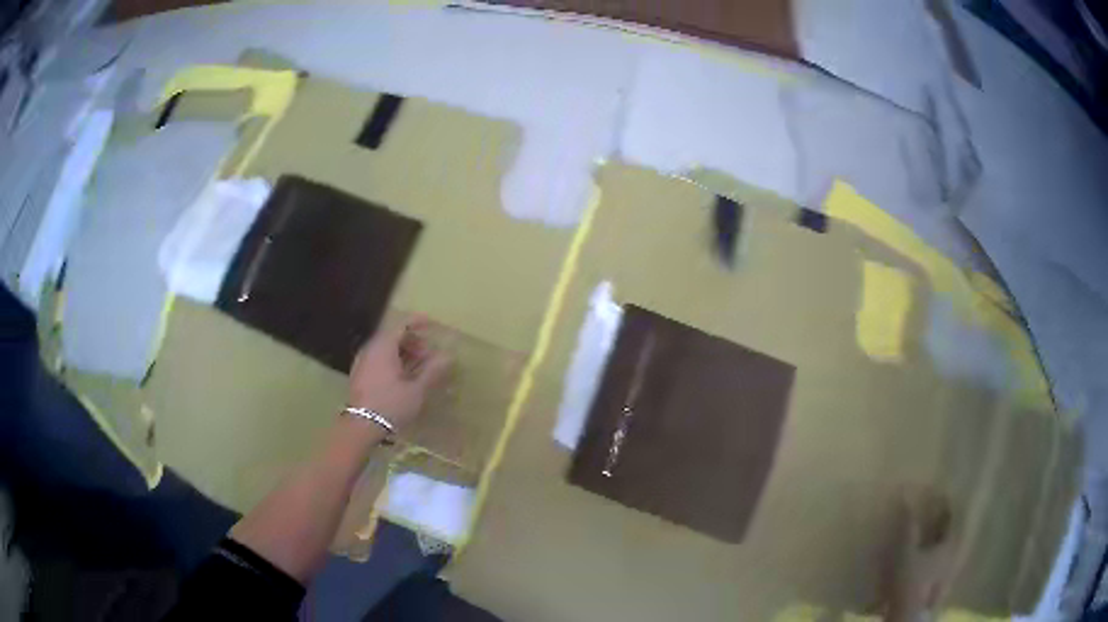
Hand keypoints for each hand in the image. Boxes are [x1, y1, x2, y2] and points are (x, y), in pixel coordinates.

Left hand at [347, 316, 451, 430]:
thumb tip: (448, 356)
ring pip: (385, 348)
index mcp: (383, 347)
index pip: (401, 324)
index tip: (433, 325)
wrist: (361, 427)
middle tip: (429, 355)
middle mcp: (370, 349)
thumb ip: (433, 371)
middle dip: (413, 341)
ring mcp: (363, 362)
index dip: (418, 322)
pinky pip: (379, 359)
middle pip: (393, 335)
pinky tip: (403, 378)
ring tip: (419, 368)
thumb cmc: (391, 405)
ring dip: (404, 353)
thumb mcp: (417, 390)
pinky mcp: (360, 375)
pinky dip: (393, 361)